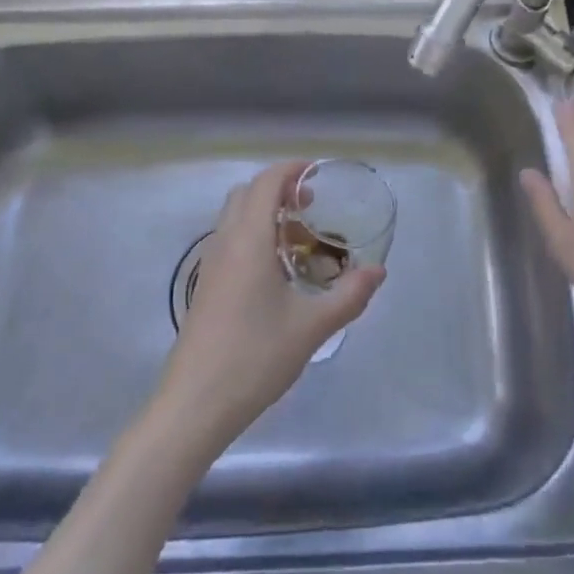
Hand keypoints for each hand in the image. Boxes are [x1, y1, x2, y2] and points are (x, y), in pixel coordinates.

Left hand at [156, 161, 384, 448]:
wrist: (195, 403)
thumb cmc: (255, 357)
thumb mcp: (312, 327)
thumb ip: (349, 295)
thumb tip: (378, 271)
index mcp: (248, 239)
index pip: (266, 182)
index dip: (291, 170)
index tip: (318, 173)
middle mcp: (225, 242)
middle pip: (247, 193)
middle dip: (279, 189)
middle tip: (311, 206)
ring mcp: (211, 264)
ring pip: (235, 217)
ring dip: (264, 213)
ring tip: (299, 240)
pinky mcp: (206, 286)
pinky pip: (230, 241)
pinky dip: (253, 236)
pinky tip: (276, 272)